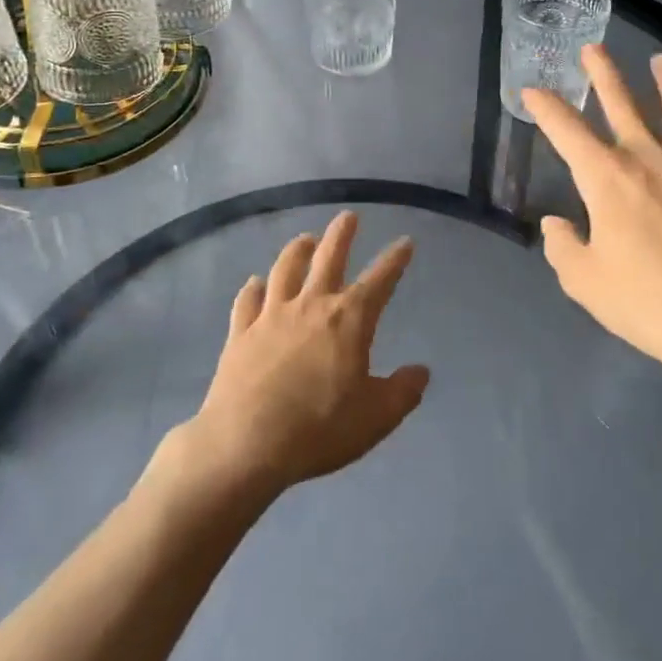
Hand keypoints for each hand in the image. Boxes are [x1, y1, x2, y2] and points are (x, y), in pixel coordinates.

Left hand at [186, 212, 429, 495]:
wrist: (246, 444)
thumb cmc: (319, 429)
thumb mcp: (376, 417)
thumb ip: (403, 391)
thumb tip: (421, 371)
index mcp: (349, 320)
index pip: (380, 280)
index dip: (395, 260)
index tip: (405, 241)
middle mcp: (311, 305)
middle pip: (328, 258)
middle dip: (341, 235)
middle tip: (348, 216)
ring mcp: (271, 316)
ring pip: (285, 269)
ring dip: (296, 250)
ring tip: (304, 239)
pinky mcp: (240, 333)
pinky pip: (246, 301)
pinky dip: (252, 289)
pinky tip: (254, 283)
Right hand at [522, 46, 661, 387]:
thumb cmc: (649, 303)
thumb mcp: (586, 283)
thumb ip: (564, 247)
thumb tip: (557, 223)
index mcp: (607, 177)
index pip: (566, 129)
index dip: (545, 106)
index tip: (532, 90)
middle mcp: (650, 155)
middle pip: (622, 101)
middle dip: (603, 71)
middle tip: (593, 47)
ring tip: (661, 61)